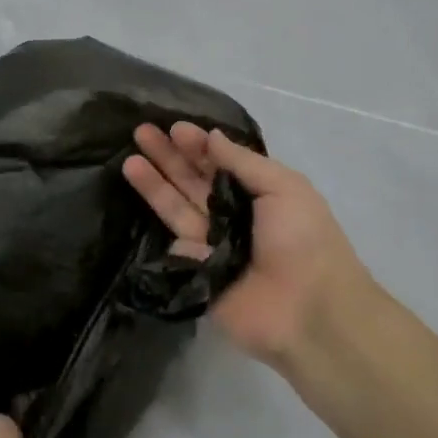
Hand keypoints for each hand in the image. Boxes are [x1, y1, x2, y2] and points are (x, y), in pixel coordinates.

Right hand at [122, 123, 372, 368]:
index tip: (174, 128)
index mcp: (258, 193)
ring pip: (178, 210)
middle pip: (193, 182)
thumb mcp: (284, 187)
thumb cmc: (304, 239)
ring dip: (154, 185)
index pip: (219, 163)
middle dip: (168, 157)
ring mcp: (212, 246)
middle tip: (140, 133)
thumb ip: (243, 162)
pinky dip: (168, 231)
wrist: (308, 310)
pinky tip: (156, 221)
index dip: (197, 145)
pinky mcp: (196, 274)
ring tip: (129, 161)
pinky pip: (177, 248)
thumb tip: (211, 137)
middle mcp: (232, 216)